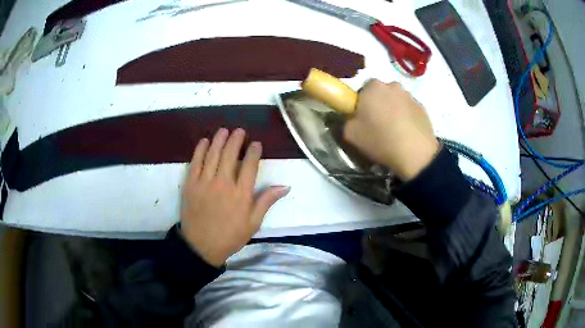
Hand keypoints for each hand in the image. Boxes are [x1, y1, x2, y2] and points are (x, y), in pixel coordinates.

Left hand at [180, 128, 289, 266]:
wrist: (201, 246)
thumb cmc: (230, 236)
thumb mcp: (253, 223)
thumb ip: (266, 202)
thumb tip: (285, 186)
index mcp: (241, 194)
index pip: (250, 166)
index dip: (254, 152)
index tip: (256, 144)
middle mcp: (223, 184)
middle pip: (231, 155)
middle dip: (236, 140)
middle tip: (239, 130)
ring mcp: (205, 182)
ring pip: (213, 155)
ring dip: (219, 140)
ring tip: (224, 130)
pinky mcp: (190, 184)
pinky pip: (195, 162)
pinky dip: (200, 150)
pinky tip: (204, 141)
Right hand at [344, 80, 439, 180]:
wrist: (415, 154)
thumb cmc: (380, 140)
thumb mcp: (351, 135)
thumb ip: (348, 121)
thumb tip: (354, 119)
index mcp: (372, 87)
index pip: (363, 89)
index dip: (362, 104)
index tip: (363, 119)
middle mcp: (392, 85)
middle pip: (381, 93)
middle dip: (379, 105)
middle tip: (378, 125)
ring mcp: (409, 95)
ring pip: (396, 100)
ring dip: (394, 110)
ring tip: (394, 131)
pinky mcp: (422, 107)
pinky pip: (409, 110)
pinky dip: (406, 118)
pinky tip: (406, 134)